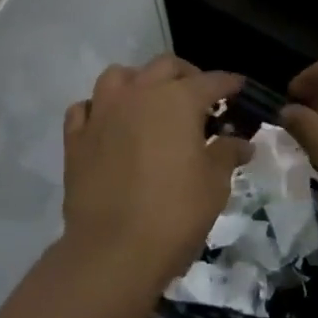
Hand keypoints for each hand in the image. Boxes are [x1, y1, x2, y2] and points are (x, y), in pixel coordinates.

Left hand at [61, 57, 249, 293]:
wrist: (113, 250)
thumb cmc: (174, 214)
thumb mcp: (214, 185)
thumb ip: (226, 155)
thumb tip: (241, 143)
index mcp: (177, 100)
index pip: (210, 81)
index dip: (228, 83)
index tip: (238, 88)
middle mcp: (138, 94)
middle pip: (164, 67)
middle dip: (186, 75)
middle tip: (198, 96)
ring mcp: (102, 112)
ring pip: (119, 76)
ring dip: (138, 81)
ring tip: (150, 101)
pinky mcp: (76, 138)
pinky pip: (85, 108)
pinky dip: (99, 109)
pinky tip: (109, 124)